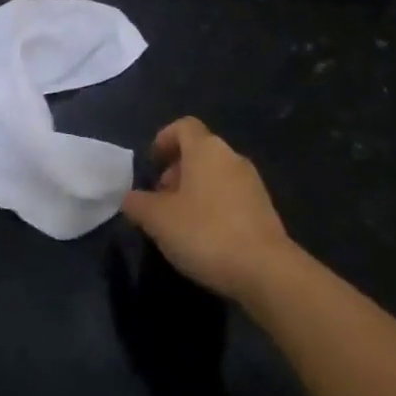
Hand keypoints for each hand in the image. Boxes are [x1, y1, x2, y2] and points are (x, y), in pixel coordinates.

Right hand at [120, 117, 295, 302]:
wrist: (266, 270)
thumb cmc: (205, 233)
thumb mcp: (158, 220)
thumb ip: (138, 204)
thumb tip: (130, 197)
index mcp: (206, 149)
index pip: (184, 126)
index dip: (164, 139)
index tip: (152, 163)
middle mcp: (231, 157)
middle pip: (199, 151)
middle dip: (177, 170)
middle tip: (160, 199)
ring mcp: (252, 182)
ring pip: (216, 174)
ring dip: (195, 190)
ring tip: (180, 222)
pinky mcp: (264, 208)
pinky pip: (231, 196)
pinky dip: (214, 206)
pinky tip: (205, 237)